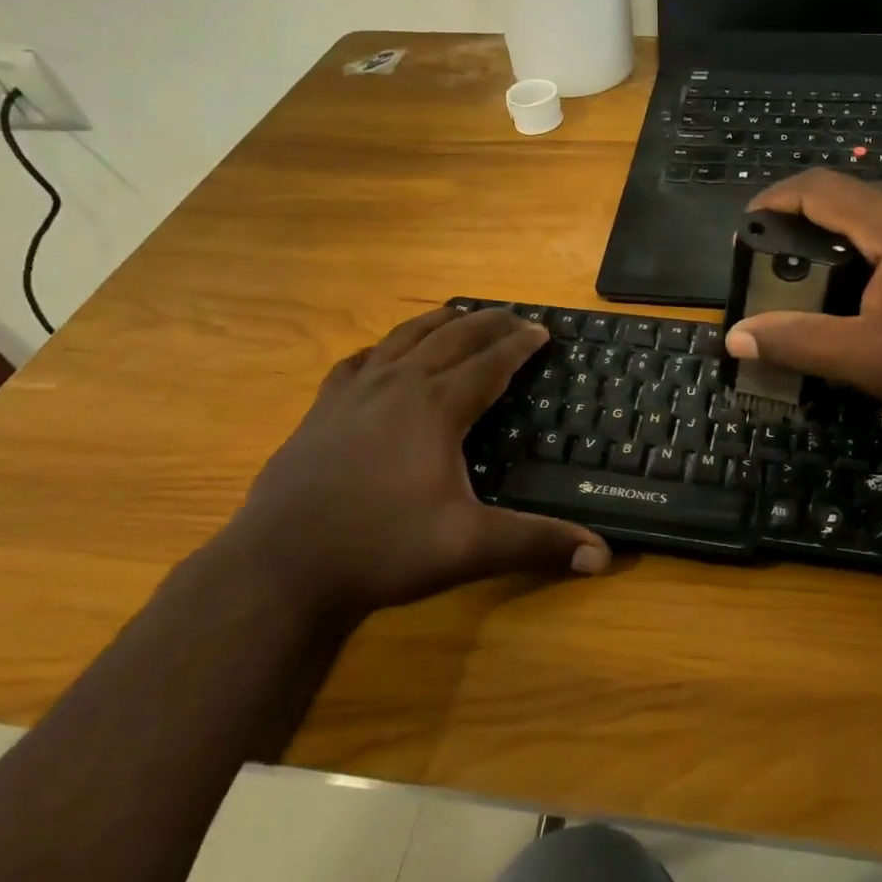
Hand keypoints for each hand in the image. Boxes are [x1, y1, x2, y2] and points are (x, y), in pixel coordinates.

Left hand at [230, 307, 609, 615]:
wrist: (278, 566)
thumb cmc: (380, 549)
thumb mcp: (468, 547)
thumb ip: (537, 544)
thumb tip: (603, 556)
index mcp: (436, 407)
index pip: (490, 362)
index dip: (520, 344)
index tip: (543, 331)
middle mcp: (398, 386)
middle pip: (451, 337)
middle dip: (488, 323)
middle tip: (515, 316)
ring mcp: (354, 394)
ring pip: (404, 339)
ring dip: (438, 323)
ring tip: (460, 314)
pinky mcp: (322, 410)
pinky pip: (359, 362)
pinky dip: (382, 348)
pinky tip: (383, 354)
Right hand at [724, 171, 881, 442]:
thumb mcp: (867, 359)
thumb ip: (798, 341)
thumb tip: (736, 336)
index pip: (819, 188)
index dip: (773, 199)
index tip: (742, 229)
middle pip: (841, 197)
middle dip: (794, 220)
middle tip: (762, 259)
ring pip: (865, 217)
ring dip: (824, 237)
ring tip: (794, 275)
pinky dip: (853, 251)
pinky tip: (844, 290)